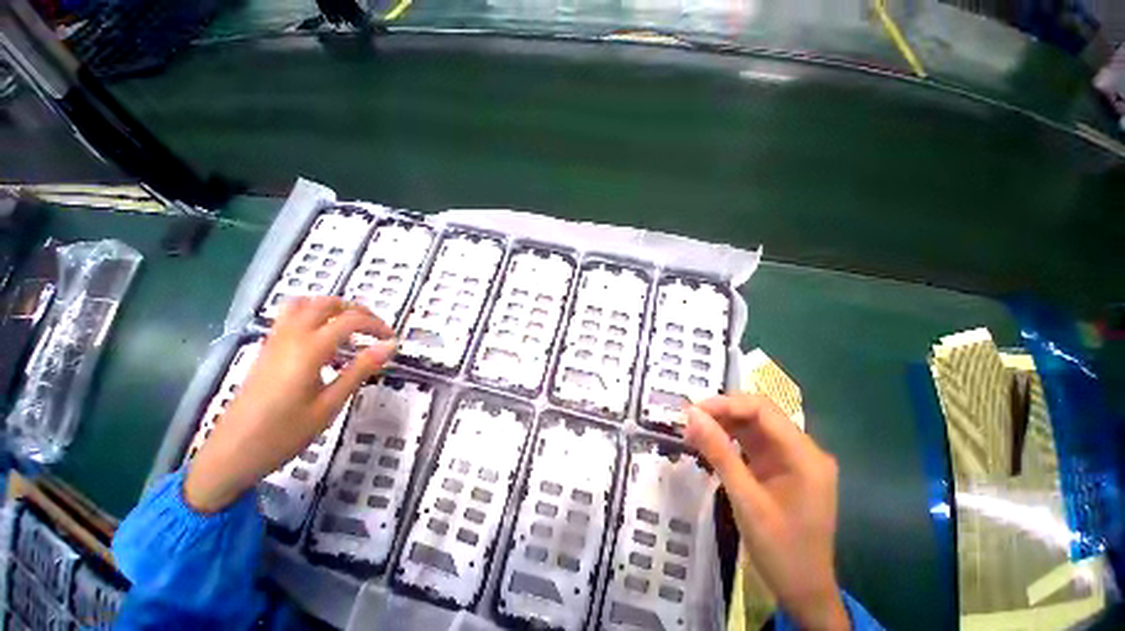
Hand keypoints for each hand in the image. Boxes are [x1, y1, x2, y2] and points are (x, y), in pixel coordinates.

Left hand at [184, 296, 395, 512]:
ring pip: (307, 303)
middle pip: (328, 304)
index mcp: (311, 346)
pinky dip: (311, 313)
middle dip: (356, 312)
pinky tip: (316, 339)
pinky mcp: (267, 343)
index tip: (393, 341)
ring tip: (346, 329)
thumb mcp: (327, 407)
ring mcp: (277, 335)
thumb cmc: (286, 432)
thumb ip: (357, 372)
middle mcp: (293, 331)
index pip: (349, 320)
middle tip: (374, 333)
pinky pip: (292, 313)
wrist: (239, 443)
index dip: (375, 326)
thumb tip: (387, 348)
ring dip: (331, 307)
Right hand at [684, 394, 848, 630]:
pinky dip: (743, 453)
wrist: (804, 587)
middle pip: (767, 421)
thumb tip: (693, 418)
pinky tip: (719, 454)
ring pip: (766, 438)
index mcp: (805, 454)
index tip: (689, 411)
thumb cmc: (779, 549)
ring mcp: (804, 467)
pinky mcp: (795, 481)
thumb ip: (721, 458)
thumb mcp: (747, 504)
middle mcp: (809, 453)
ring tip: (696, 435)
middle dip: (727, 417)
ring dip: (733, 434)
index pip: (765, 412)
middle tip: (687, 424)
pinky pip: (768, 458)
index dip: (727, 404)